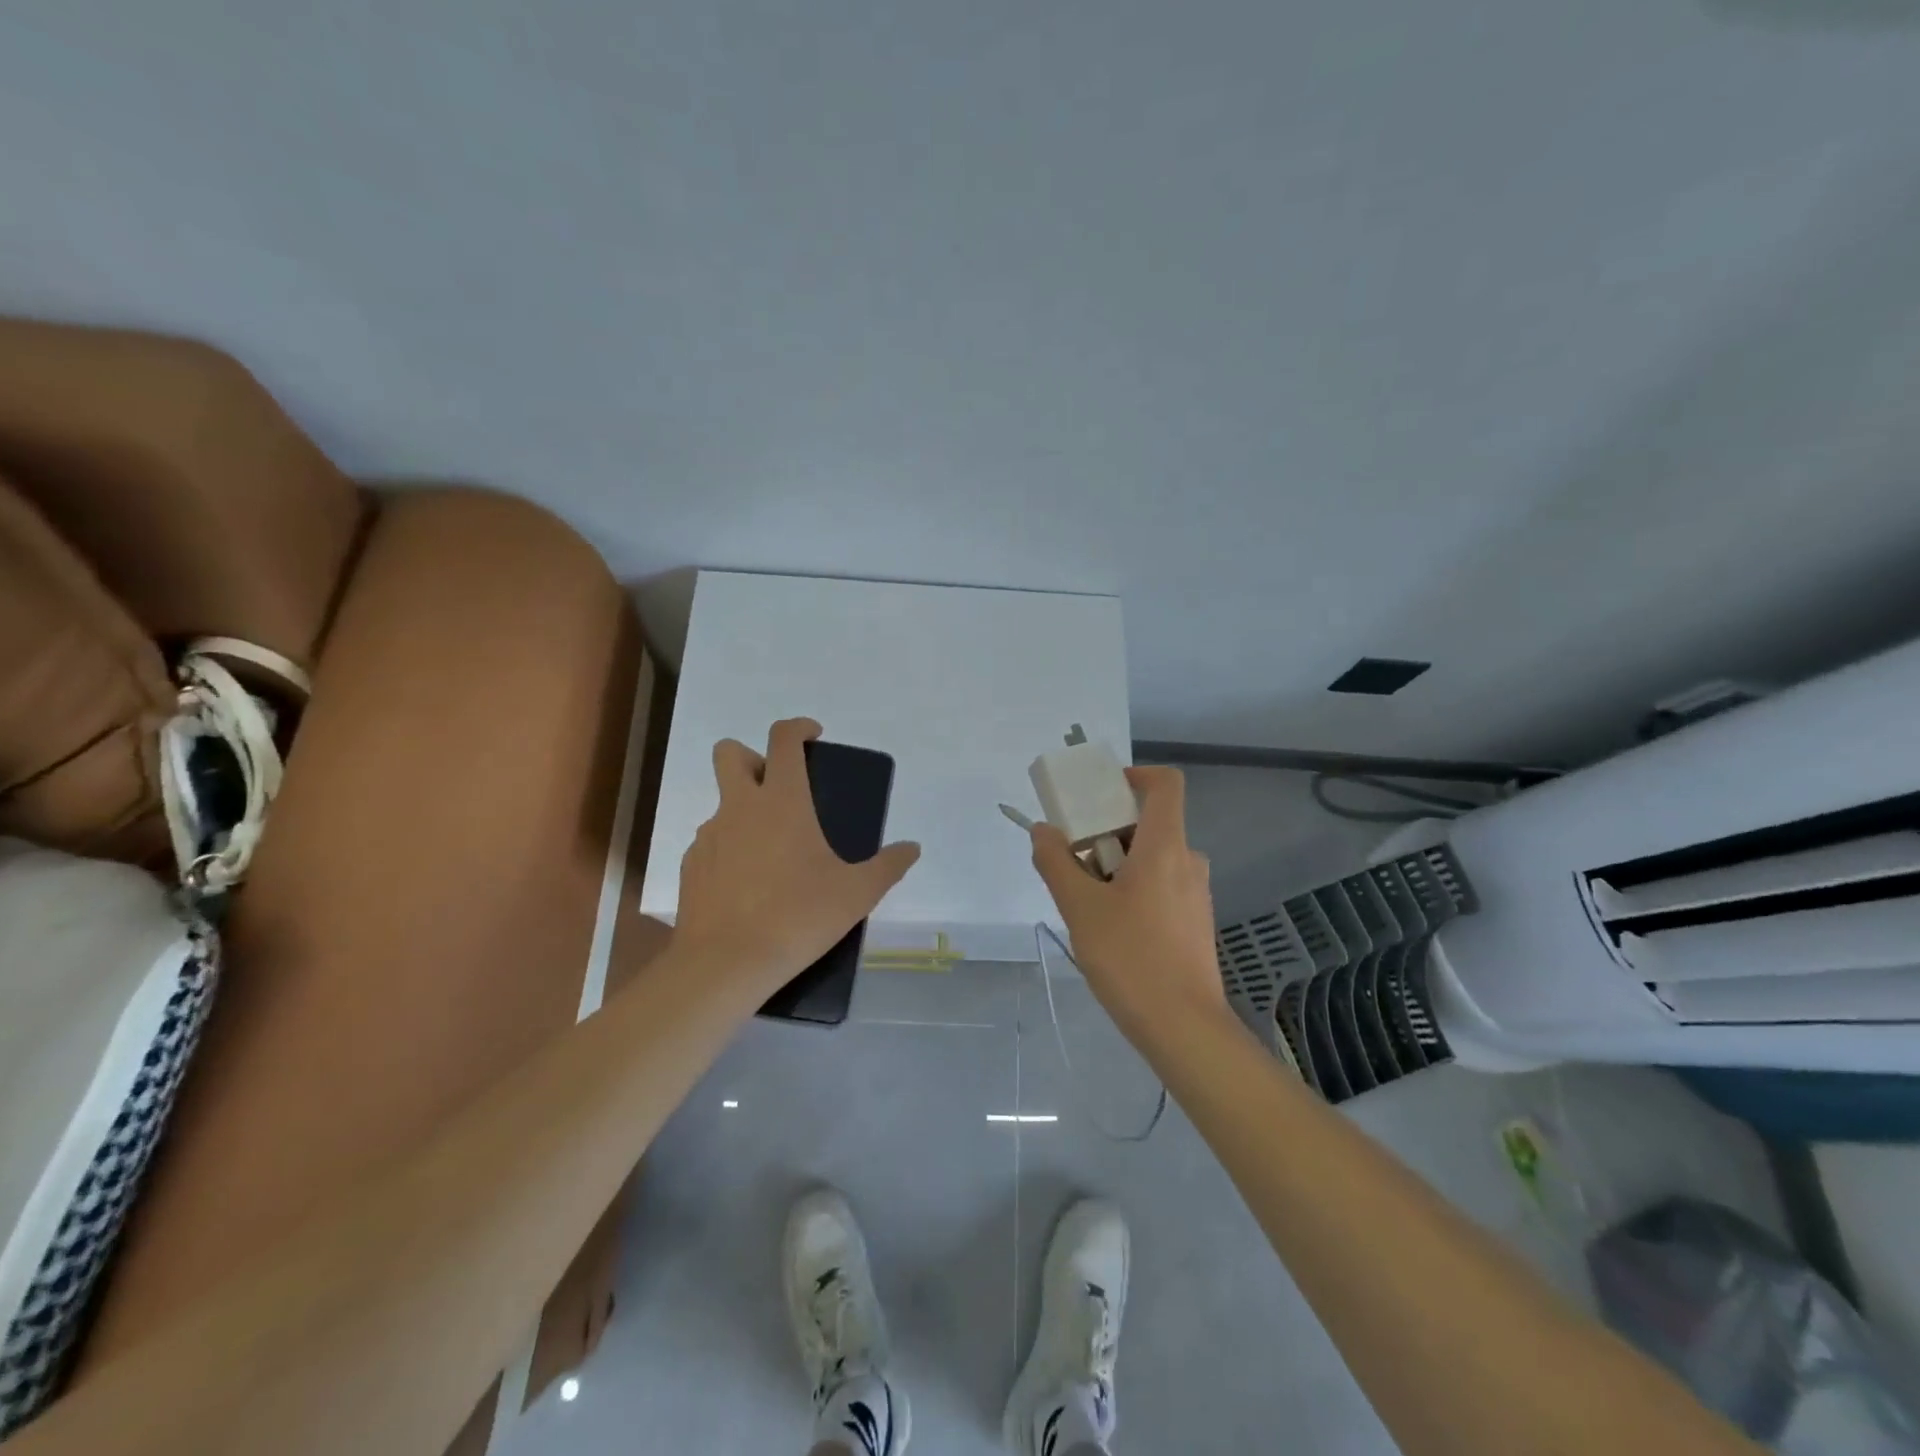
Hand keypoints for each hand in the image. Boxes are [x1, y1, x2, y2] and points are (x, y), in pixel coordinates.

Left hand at [674, 718, 920, 996]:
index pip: (783, 739)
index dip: (798, 727)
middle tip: (778, 789)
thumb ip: (888, 866)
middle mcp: (740, 807)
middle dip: (752, 757)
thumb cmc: (798, 917)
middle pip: (730, 753)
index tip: (813, 736)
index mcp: (782, 801)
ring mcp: (709, 835)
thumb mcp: (856, 894)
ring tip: (771, 855)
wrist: (726, 964)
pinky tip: (747, 886)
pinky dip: (729, 850)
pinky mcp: (691, 866)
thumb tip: (912, 848)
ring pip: (722, 803)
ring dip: (743, 812)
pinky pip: (711, 843)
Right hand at [1029, 765, 1226, 1039]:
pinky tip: (1111, 929)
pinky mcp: (1195, 921)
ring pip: (1151, 858)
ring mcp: (1195, 893)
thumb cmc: (1131, 958)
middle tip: (1073, 861)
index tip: (1098, 794)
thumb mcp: (1079, 908)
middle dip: (1106, 832)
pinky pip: (1160, 885)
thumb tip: (1042, 830)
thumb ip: (1055, 862)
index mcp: (1165, 846)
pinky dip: (1133, 889)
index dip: (1133, 776)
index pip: (1164, 783)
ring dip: (1115, 865)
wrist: (1184, 1028)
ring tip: (1085, 902)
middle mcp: (1188, 861)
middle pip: (1148, 823)